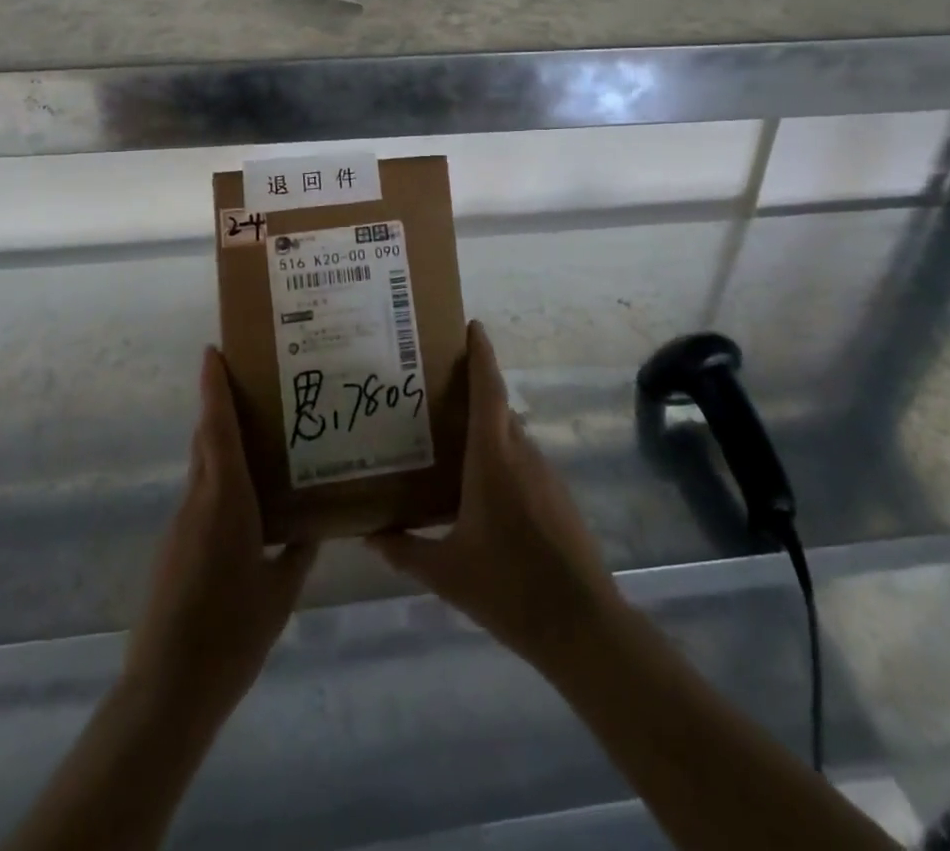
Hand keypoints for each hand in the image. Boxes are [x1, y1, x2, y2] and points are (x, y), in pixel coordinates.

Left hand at [124, 348, 316, 715]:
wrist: (168, 689)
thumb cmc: (231, 632)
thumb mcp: (279, 591)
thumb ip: (297, 552)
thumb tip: (314, 525)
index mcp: (226, 500)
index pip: (217, 428)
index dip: (214, 387)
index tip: (212, 351)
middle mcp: (199, 501)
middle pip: (207, 439)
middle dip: (221, 406)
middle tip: (255, 385)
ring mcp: (181, 525)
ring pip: (203, 469)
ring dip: (222, 444)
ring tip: (261, 440)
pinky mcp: (173, 549)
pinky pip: (200, 498)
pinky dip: (219, 482)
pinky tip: (247, 504)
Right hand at [365, 321, 619, 664]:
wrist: (581, 623)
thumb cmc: (508, 587)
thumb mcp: (447, 572)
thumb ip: (405, 551)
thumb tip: (369, 537)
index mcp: (493, 458)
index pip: (487, 389)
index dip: (481, 354)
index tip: (472, 325)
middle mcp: (521, 454)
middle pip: (497, 407)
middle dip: (473, 389)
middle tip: (434, 388)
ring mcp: (545, 474)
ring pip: (511, 435)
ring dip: (486, 426)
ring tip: (450, 436)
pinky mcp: (557, 496)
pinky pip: (523, 460)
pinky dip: (501, 455)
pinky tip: (480, 485)